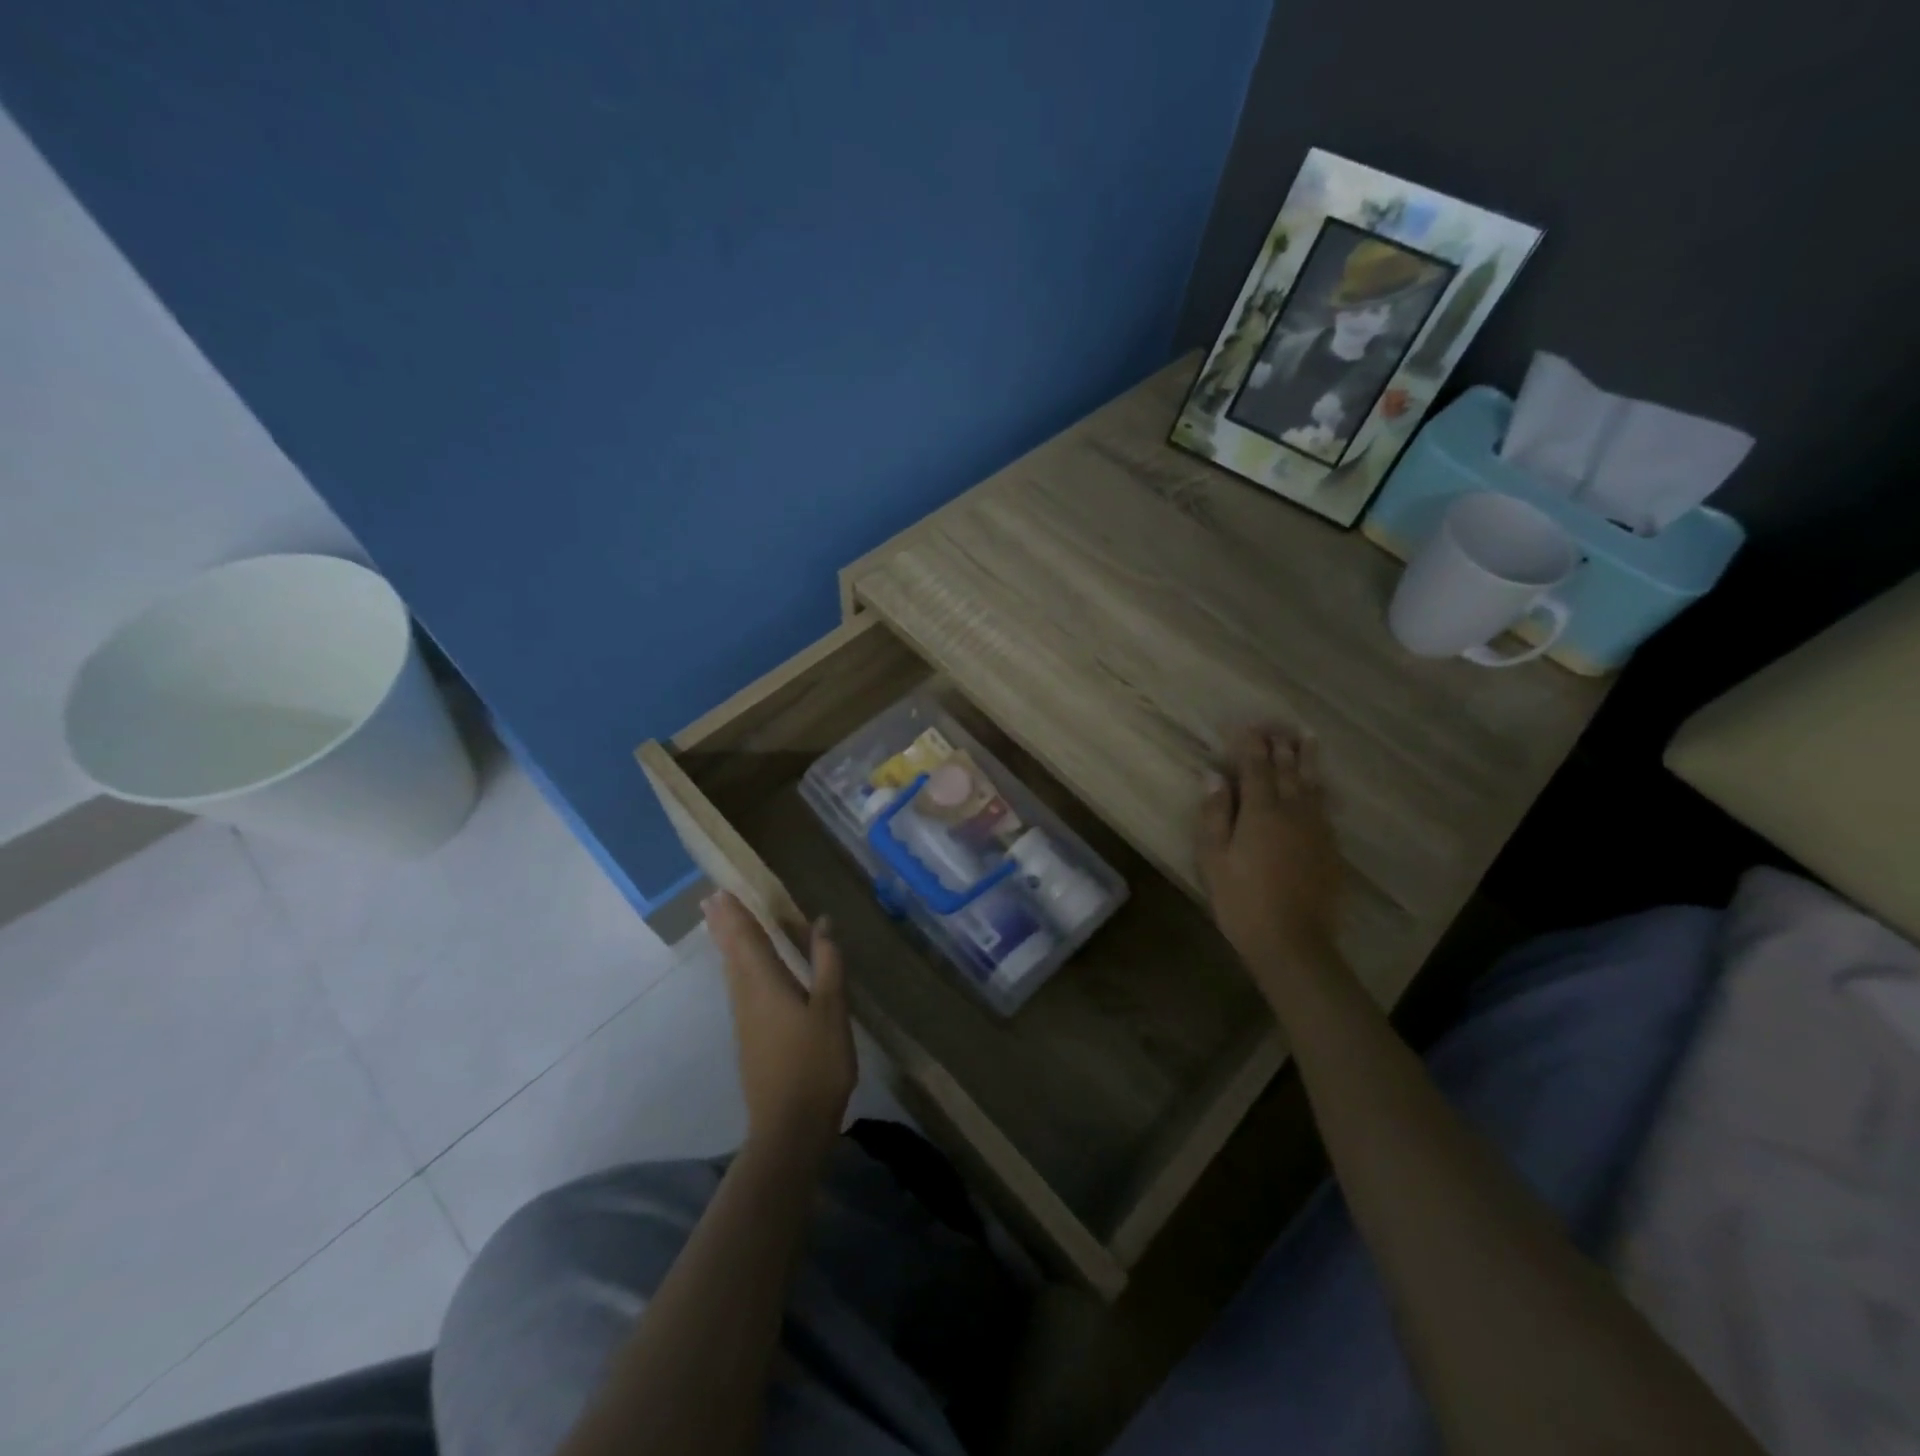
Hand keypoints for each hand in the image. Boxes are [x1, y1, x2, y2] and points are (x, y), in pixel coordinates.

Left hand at [703, 892, 855, 1160]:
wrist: (789, 1127)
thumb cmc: (815, 1063)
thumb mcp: (831, 1009)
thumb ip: (827, 963)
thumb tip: (822, 922)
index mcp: (766, 984)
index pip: (747, 939)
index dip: (736, 914)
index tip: (721, 890)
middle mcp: (748, 996)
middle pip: (731, 952)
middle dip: (723, 925)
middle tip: (709, 899)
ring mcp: (745, 1020)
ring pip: (731, 971)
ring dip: (726, 944)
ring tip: (719, 924)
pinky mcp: (749, 1038)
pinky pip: (738, 987)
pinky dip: (735, 966)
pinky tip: (741, 971)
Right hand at [1196, 726, 1343, 978]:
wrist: (1293, 942)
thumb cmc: (1242, 900)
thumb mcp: (1214, 858)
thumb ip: (1214, 814)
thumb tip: (1214, 776)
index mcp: (1260, 811)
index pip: (1255, 767)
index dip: (1250, 744)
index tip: (1246, 726)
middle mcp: (1293, 811)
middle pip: (1288, 769)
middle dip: (1280, 744)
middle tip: (1277, 724)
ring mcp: (1316, 829)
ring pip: (1312, 784)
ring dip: (1307, 758)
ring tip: (1307, 738)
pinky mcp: (1330, 848)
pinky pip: (1325, 806)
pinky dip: (1319, 787)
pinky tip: (1319, 785)